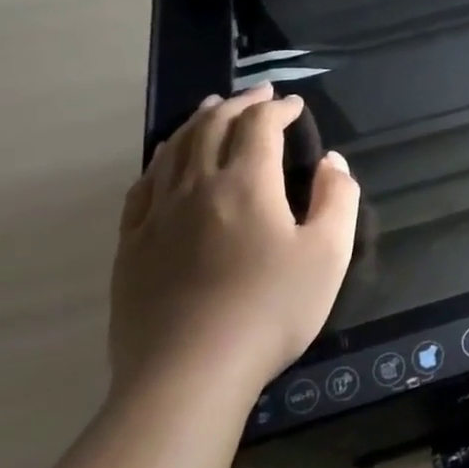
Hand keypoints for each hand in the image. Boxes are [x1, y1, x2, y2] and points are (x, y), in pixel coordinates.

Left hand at [109, 84, 358, 401]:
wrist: (190, 372)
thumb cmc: (271, 310)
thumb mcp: (329, 254)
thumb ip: (337, 199)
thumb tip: (331, 162)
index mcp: (246, 184)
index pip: (259, 127)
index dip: (278, 109)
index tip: (295, 105)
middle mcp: (196, 187)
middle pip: (212, 128)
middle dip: (238, 105)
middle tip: (258, 95)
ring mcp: (156, 215)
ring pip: (173, 150)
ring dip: (197, 123)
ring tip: (212, 110)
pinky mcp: (131, 245)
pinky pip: (142, 187)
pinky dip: (160, 161)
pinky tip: (167, 163)